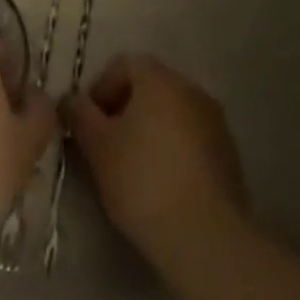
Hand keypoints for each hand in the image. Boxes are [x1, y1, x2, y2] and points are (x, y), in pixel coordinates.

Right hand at [62, 54, 248, 272]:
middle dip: (124, 108)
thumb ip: (78, 114)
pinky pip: (191, 137)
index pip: (125, 64)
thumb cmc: (142, 180)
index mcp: (161, 81)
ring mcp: (216, 123)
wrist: (204, 236)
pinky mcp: (228, 155)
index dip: (100, 87)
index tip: (88, 121)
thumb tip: (70, 100)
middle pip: (150, 86)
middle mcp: (193, 91)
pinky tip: (160, 181)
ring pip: (172, 113)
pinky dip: (171, 148)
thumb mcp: (96, 146)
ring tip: (131, 165)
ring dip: (149, 128)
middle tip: (104, 142)